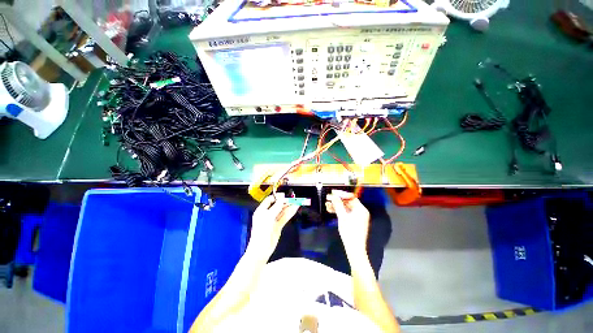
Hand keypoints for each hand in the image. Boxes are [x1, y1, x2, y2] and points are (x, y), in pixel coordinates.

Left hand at [248, 193, 299, 258]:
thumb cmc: (261, 231)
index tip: (285, 195)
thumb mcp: (268, 217)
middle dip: (285, 202)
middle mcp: (267, 214)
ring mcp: (273, 220)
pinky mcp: (278, 226)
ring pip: (282, 211)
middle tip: (293, 198)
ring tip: (297, 202)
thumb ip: (276, 207)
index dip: (277, 197)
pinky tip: (295, 209)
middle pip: (277, 205)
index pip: (270, 200)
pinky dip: (290, 213)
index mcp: (262, 210)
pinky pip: (285, 217)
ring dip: (289, 207)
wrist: (261, 249)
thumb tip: (282, 199)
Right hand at [326, 190, 369, 256]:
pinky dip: (339, 212)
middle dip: (338, 201)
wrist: (355, 249)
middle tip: (328, 198)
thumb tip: (334, 196)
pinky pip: (346, 214)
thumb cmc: (350, 231)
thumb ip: (338, 205)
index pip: (351, 197)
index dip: (342, 194)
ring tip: (327, 205)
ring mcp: (358, 217)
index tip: (333, 193)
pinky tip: (331, 210)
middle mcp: (361, 212)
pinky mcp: (354, 222)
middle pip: (348, 202)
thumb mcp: (342, 217)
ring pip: (346, 208)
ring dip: (337, 206)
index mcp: (361, 209)